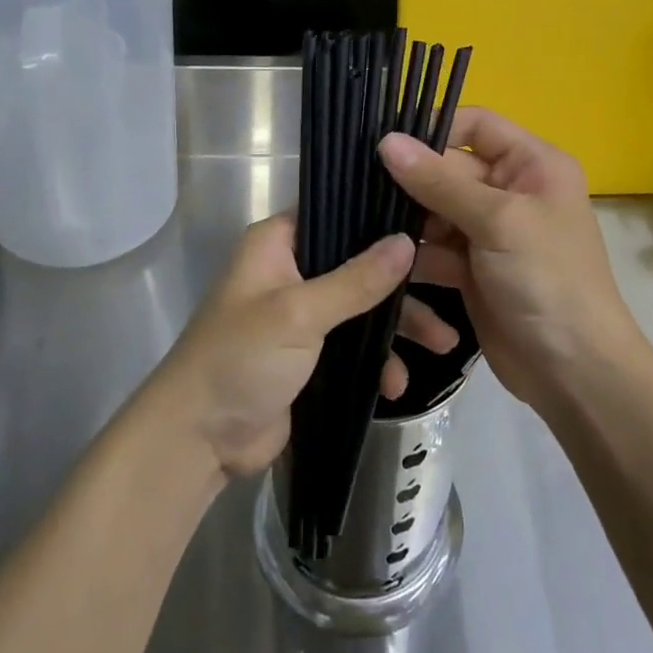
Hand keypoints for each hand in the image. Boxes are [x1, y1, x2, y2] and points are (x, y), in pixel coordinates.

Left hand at [149, 215, 459, 480]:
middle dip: (403, 283)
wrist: (199, 440)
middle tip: (453, 287)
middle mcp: (291, 270)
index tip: (431, 220)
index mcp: (277, 243)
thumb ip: (356, 280)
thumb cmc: (241, 358)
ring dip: (398, 326)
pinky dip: (377, 360)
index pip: (336, 211)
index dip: (380, 215)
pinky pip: (355, 345)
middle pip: (359, 262)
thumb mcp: (300, 314)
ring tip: (444, 347)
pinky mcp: (310, 355)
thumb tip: (407, 240)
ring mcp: (301, 314)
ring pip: (363, 306)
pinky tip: (396, 385)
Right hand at [378, 108, 641, 412]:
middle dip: (412, 183)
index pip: (476, 124)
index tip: (387, 146)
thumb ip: (439, 181)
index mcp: (532, 164)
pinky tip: (386, 264)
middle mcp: (511, 190)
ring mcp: (490, 232)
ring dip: (407, 222)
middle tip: (363, 190)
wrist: (574, 374)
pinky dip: (414, 256)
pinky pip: (433, 248)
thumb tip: (386, 140)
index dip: (435, 130)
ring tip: (371, 230)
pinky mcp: (471, 269)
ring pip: (434, 210)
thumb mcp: (497, 221)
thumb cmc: (548, 280)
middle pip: (448, 169)